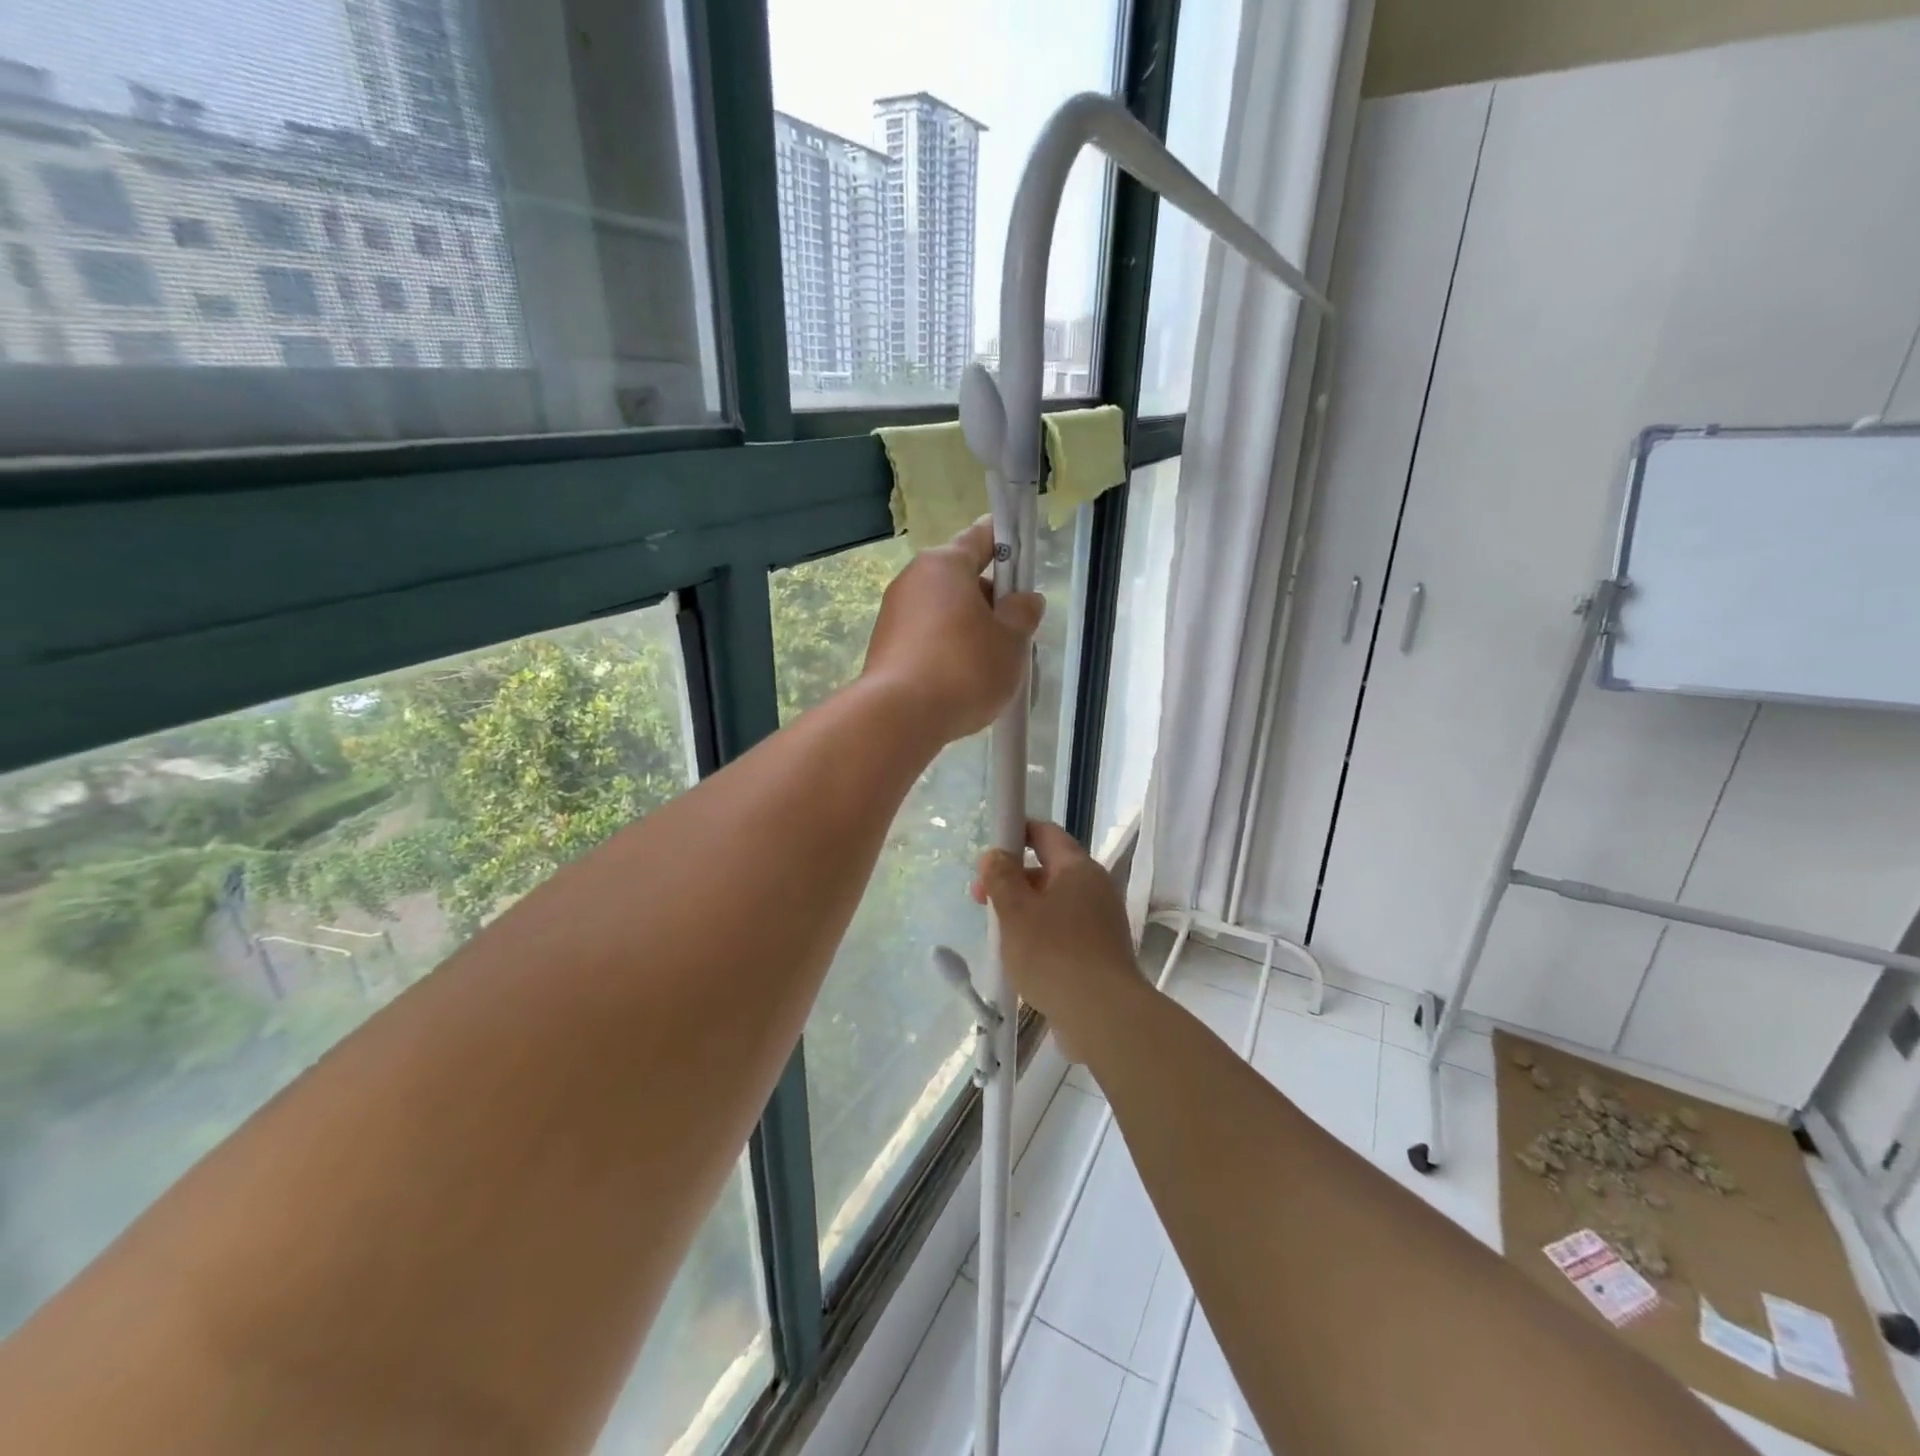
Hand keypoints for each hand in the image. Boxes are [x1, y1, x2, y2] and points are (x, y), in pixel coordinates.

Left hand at [862, 518, 1044, 744]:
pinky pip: (928, 639)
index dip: (1007, 544)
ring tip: (992, 666)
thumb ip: (1023, 614)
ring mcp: (894, 614)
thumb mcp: (1011, 641)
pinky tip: (963, 682)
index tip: (1022, 557)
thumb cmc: (964, 668)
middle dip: (991, 602)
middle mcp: (914, 580)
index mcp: (945, 565)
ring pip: (945, 613)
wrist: (899, 718)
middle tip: (1015, 633)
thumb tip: (1024, 600)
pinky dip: (948, 651)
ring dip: (970, 631)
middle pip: (962, 579)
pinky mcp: (885, 647)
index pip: (982, 537)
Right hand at [972, 821, 1143, 1062]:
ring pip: (1054, 902)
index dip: (1016, 833)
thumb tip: (995, 855)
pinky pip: (1065, 929)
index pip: (1045, 833)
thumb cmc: (1053, 954)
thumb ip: (1000, 877)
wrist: (1103, 1015)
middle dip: (1012, 880)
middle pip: (1048, 869)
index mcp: (1077, 868)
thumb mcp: (1015, 911)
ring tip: (998, 934)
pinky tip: (1022, 958)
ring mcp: (1102, 920)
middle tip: (981, 901)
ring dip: (1024, 910)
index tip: (989, 852)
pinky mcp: (1101, 950)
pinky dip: (1041, 934)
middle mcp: (1095, 887)